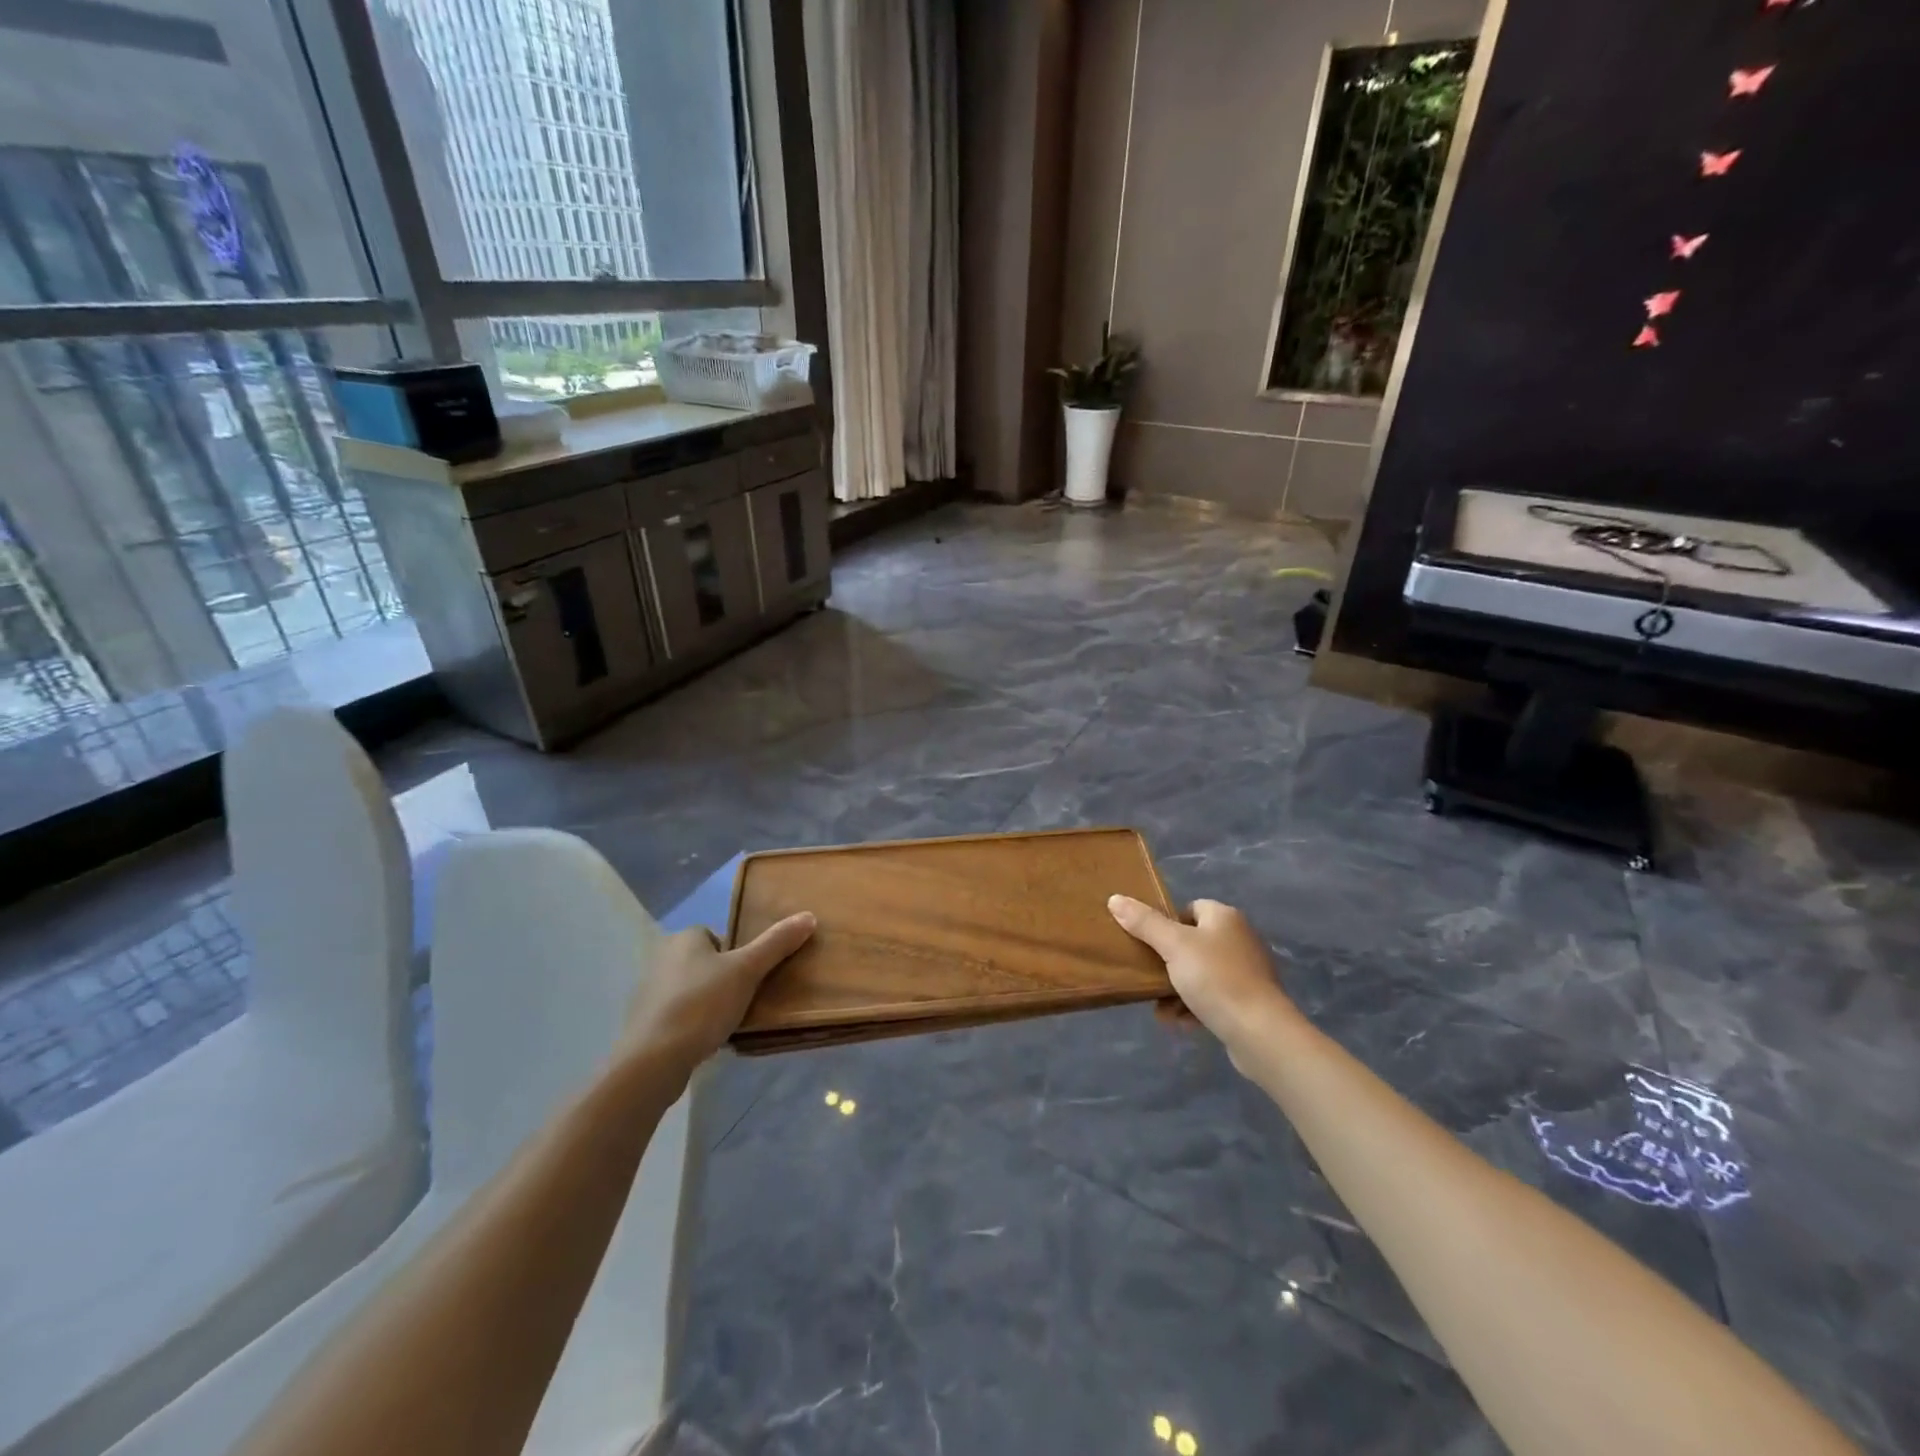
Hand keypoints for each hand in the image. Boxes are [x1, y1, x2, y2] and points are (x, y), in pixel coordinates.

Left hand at [620, 913, 816, 1077]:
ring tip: (727, 1022)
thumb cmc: (702, 1005)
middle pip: (707, 962)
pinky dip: (692, 1023)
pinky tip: (705, 1040)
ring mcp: (649, 991)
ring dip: (708, 1002)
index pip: (719, 937)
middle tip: (745, 1000)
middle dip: (724, 980)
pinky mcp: (645, 1022)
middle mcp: (662, 957)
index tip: (751, 978)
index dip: (738, 956)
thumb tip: (808, 915)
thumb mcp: (747, 970)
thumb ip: (777, 943)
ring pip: (692, 989)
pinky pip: (678, 1014)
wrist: (652, 1060)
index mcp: (684, 938)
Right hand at [1108, 896, 1298, 1061]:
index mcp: (1225, 917)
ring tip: (1161, 1008)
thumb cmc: (1216, 979)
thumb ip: (1144, 922)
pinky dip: (1194, 1008)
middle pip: (1192, 943)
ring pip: (1199, 974)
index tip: (1149, 943)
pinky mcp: (1249, 1002)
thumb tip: (1115, 898)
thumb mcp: (1173, 946)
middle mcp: (1239, 939)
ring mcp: (1246, 972)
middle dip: (1167, 963)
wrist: (1260, 1033)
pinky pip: (1213, 998)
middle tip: (1148, 977)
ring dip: (1176, 990)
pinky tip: (1180, 1023)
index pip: (1190, 908)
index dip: (1167, 923)